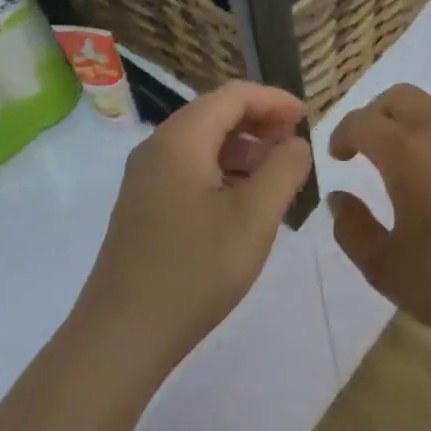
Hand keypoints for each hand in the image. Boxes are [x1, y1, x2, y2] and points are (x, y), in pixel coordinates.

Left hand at [77, 81, 311, 372]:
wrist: (123, 335)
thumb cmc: (195, 269)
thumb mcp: (255, 217)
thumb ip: (284, 169)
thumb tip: (296, 143)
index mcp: (181, 139)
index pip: (233, 95)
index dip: (274, 100)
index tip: (308, 118)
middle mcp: (157, 148)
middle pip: (215, 114)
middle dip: (260, 123)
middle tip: (296, 146)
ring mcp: (145, 178)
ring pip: (202, 144)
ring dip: (243, 150)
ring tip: (277, 176)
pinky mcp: (143, 206)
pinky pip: (189, 170)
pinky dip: (223, 172)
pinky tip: (244, 203)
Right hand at [328, 84, 430, 346]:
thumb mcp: (386, 267)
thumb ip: (352, 229)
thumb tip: (339, 198)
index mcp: (407, 151)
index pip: (362, 121)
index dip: (342, 134)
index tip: (338, 157)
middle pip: (400, 97)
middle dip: (376, 115)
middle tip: (368, 149)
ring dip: (413, 125)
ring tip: (410, 166)